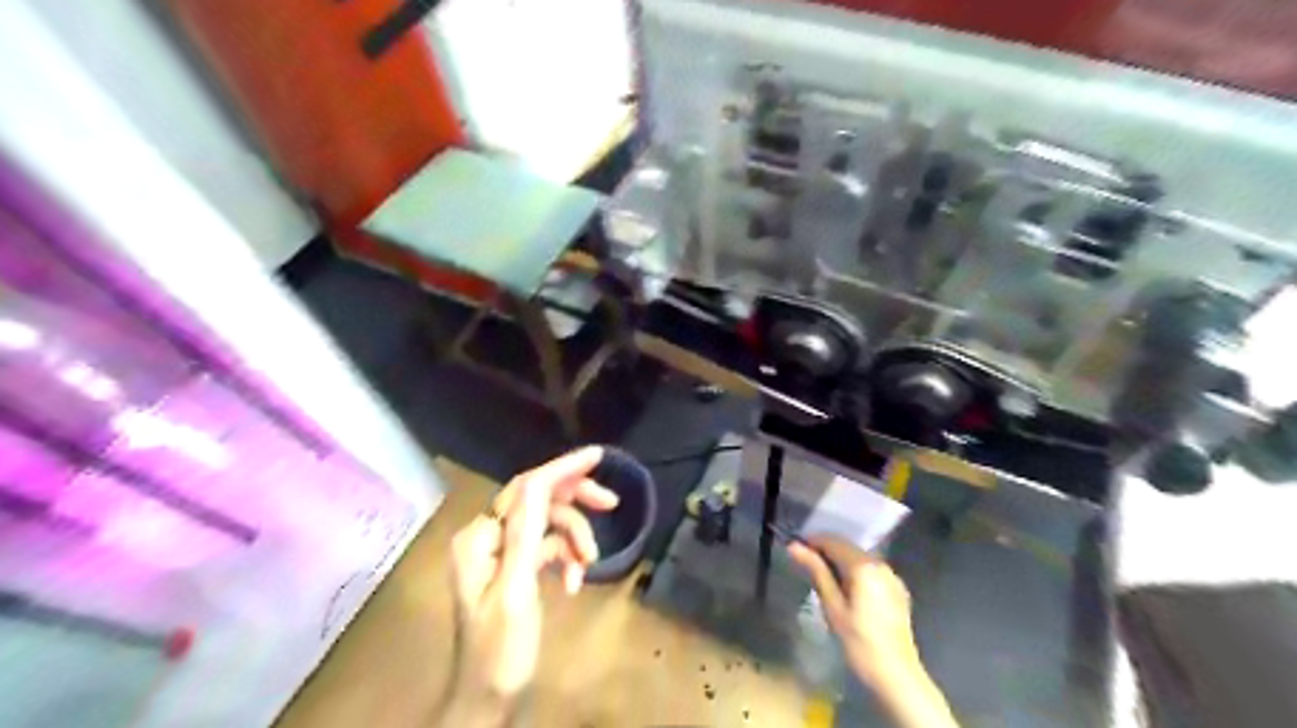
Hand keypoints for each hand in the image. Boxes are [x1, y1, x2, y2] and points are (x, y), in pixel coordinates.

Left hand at [443, 447, 614, 712]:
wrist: (487, 699)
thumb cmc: (500, 650)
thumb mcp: (517, 591)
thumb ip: (527, 534)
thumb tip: (541, 482)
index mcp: (479, 537)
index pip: (526, 488)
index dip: (562, 469)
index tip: (598, 456)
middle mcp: (486, 536)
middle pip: (538, 501)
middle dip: (575, 504)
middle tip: (611, 504)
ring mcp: (500, 553)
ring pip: (548, 525)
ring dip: (574, 540)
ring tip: (589, 564)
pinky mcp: (514, 568)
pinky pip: (547, 548)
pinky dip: (566, 559)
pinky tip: (575, 582)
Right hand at [792, 534, 920, 681]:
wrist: (896, 675)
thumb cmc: (859, 642)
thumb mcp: (832, 606)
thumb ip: (816, 571)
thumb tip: (794, 547)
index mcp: (864, 566)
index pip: (834, 542)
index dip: (813, 542)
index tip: (796, 549)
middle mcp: (881, 564)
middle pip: (848, 547)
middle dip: (826, 551)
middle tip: (806, 563)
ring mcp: (892, 576)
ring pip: (860, 558)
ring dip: (841, 561)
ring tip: (823, 576)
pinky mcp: (897, 590)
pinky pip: (872, 571)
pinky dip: (856, 572)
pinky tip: (847, 589)